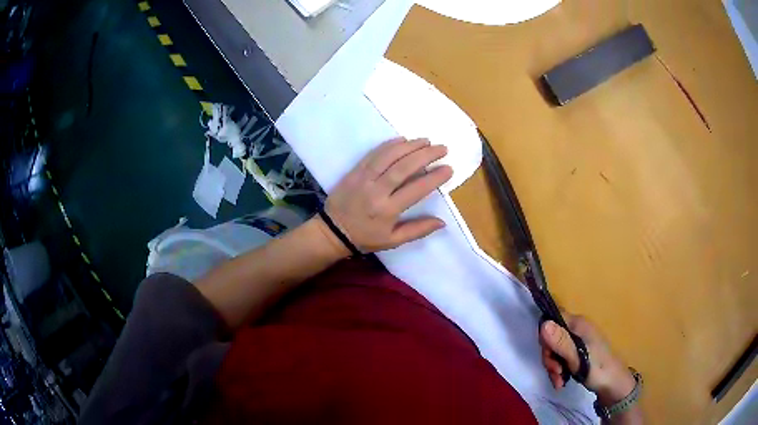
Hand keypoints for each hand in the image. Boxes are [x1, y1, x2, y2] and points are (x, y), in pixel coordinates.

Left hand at [324, 138, 452, 252]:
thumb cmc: (365, 237)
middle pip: (404, 167)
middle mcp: (376, 191)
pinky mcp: (355, 171)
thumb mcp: (392, 241)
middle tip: (442, 148)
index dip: (434, 178)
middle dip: (425, 155)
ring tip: (426, 141)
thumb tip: (442, 222)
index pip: (416, 189)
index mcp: (388, 210)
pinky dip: (389, 145)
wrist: (332, 231)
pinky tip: (402, 140)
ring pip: (389, 156)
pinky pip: (373, 154)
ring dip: (409, 146)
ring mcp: (364, 178)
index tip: (448, 168)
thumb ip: (417, 230)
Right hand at [540, 314, 635, 404]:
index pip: (552, 319)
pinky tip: (561, 381)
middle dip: (550, 358)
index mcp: (578, 324)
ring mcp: (577, 341)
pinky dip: (558, 370)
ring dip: (553, 367)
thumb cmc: (597, 369)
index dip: (545, 336)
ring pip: (555, 350)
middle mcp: (577, 329)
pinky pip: (560, 358)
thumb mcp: (577, 357)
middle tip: (555, 372)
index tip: (548, 354)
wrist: (613, 384)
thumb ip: (561, 342)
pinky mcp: (577, 353)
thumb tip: (543, 325)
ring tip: (559, 381)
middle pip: (551, 338)